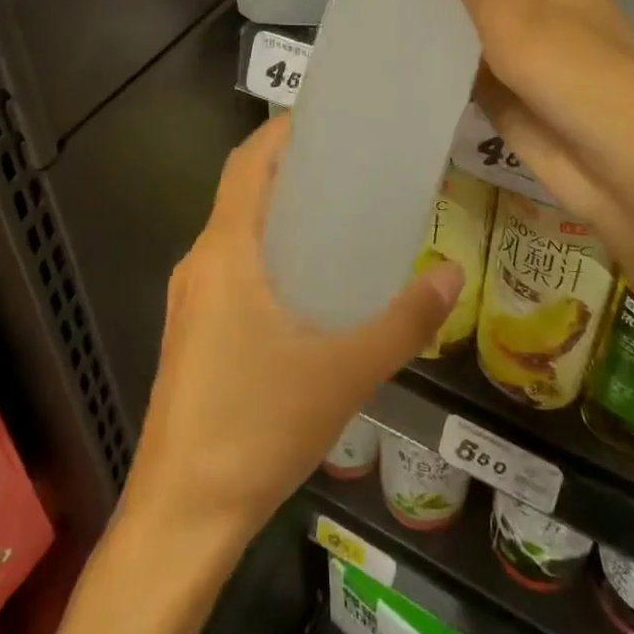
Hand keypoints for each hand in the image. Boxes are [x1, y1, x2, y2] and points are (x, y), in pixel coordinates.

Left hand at [125, 116, 463, 544]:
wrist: (182, 514)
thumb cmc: (257, 427)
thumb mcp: (344, 372)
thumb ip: (403, 321)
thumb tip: (451, 274)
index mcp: (225, 252)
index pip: (246, 164)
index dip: (280, 132)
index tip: (326, 119)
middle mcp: (200, 263)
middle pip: (242, 193)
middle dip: (290, 171)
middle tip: (351, 167)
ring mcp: (190, 300)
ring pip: (236, 234)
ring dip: (279, 216)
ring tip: (339, 219)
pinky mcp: (192, 332)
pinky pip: (231, 270)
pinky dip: (268, 256)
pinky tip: (310, 287)